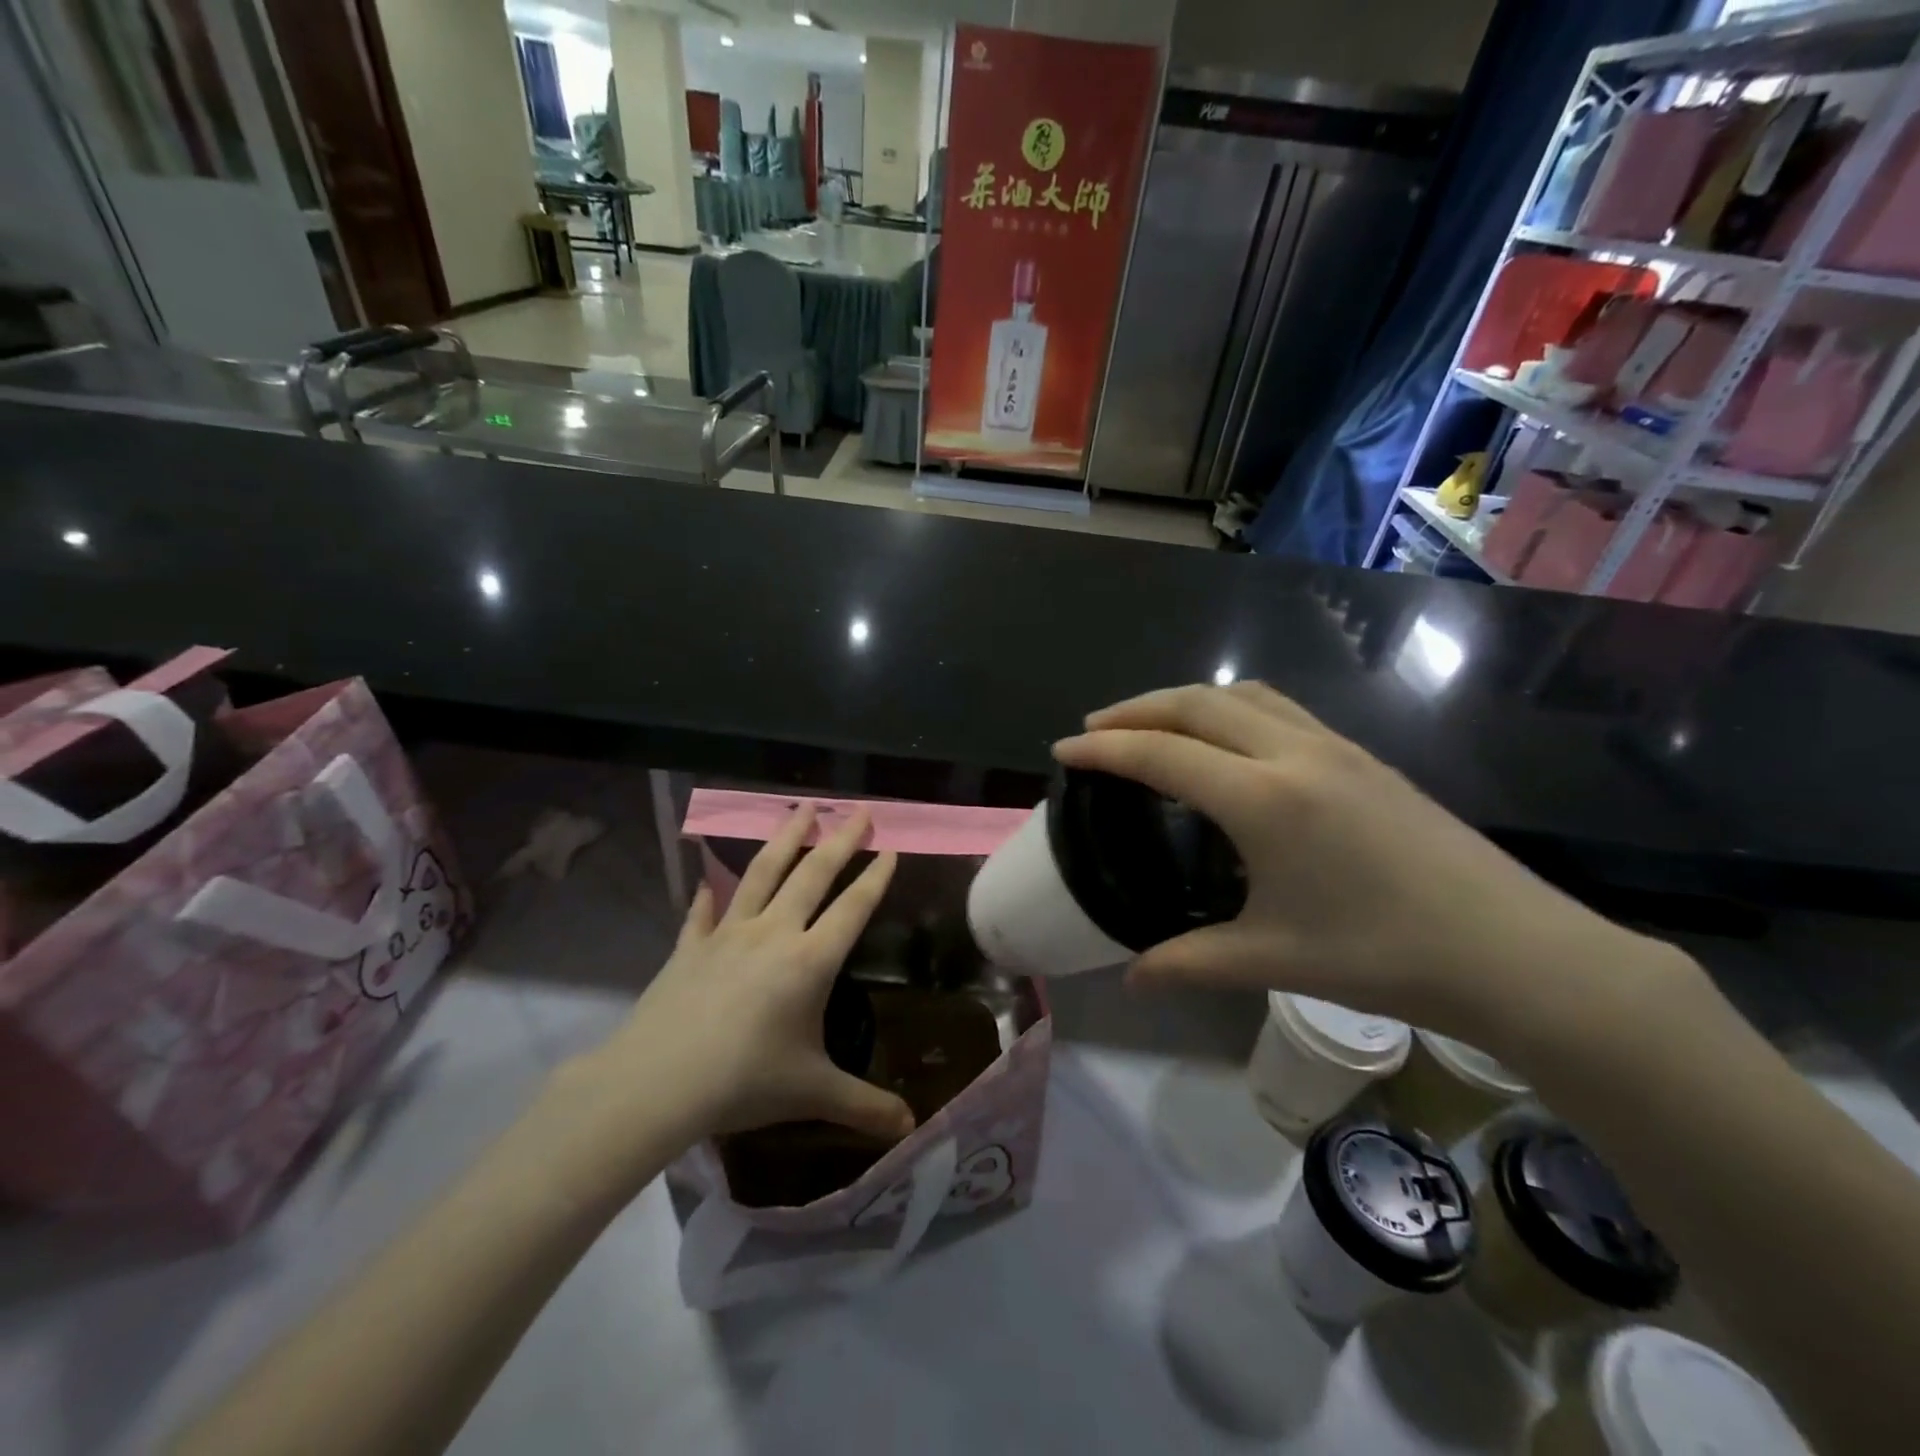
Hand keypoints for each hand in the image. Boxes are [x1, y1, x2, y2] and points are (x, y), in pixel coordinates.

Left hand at [566, 804, 915, 1156]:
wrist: (658, 1083)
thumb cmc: (744, 1082)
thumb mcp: (813, 1094)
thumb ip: (864, 1107)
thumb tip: (912, 1128)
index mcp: (810, 961)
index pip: (853, 908)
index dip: (875, 878)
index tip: (891, 847)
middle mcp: (773, 934)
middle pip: (812, 874)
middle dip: (840, 839)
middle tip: (859, 808)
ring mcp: (728, 934)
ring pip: (762, 873)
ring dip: (785, 838)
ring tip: (801, 808)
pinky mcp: (690, 946)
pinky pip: (703, 912)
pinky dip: (709, 893)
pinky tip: (708, 877)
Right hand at [1053, 683, 1671, 1045]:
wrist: (1514, 951)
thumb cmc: (1383, 956)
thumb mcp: (1271, 960)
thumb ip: (1188, 962)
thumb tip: (1132, 978)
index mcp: (1262, 798)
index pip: (1161, 755)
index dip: (1104, 749)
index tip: (1064, 750)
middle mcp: (1292, 753)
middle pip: (1195, 704)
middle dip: (1136, 709)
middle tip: (1095, 729)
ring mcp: (1334, 746)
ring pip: (1240, 695)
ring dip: (1185, 701)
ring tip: (1152, 725)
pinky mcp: (1361, 755)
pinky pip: (1278, 708)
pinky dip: (1230, 709)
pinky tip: (1227, 742)